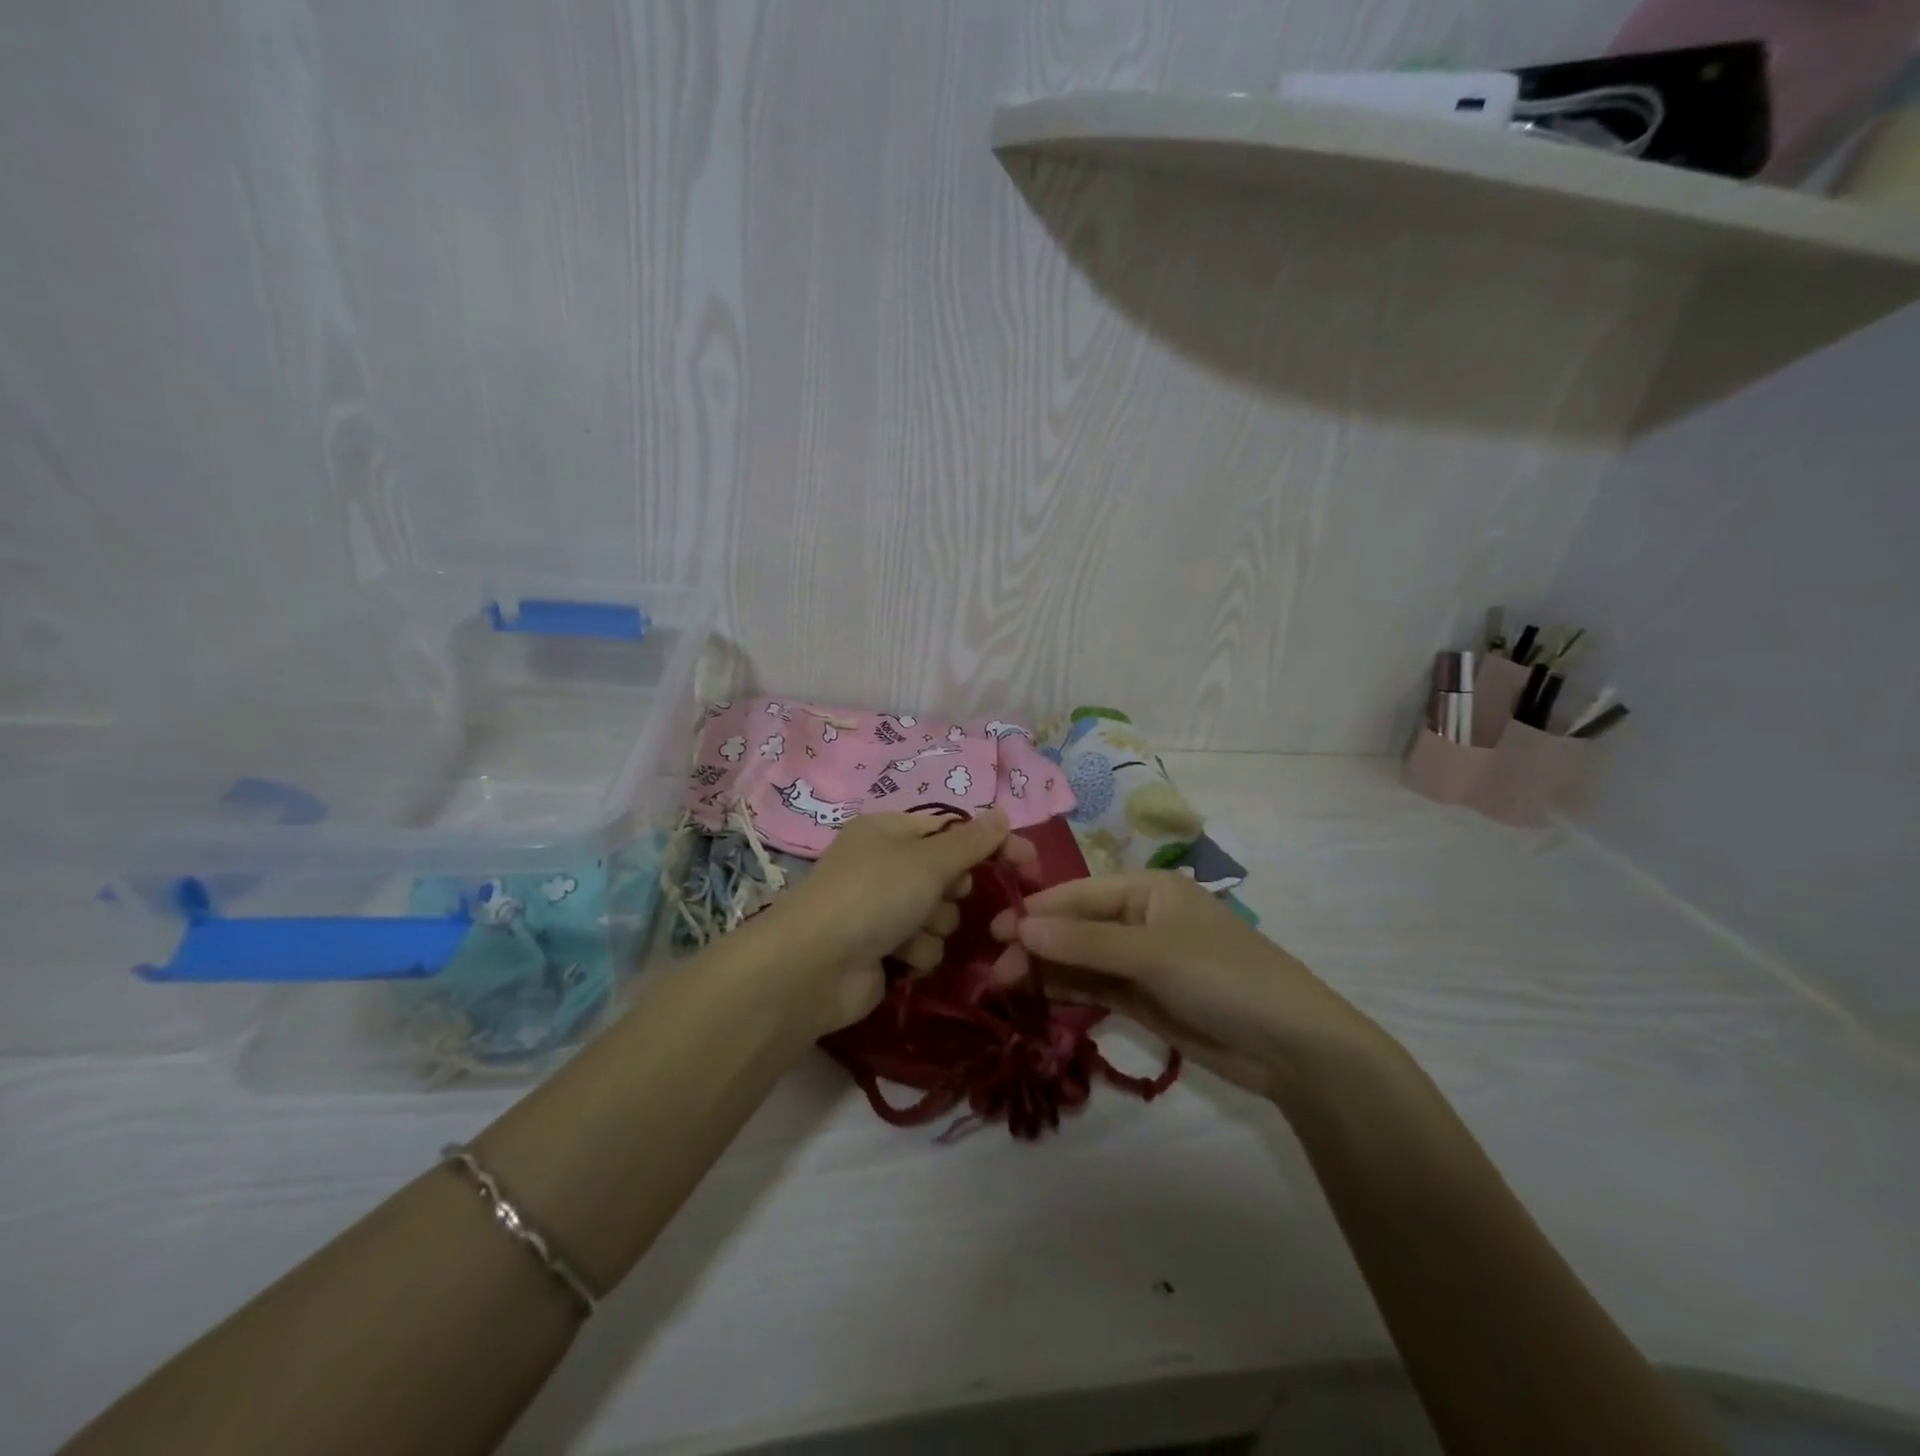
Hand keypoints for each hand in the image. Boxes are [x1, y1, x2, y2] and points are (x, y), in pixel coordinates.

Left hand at [760, 808, 1035, 1035]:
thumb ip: (971, 841)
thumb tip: (1002, 814)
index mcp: (889, 830)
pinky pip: (923, 945)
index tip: (1029, 864)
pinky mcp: (882, 948)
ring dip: (934, 925)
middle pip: (948, 873)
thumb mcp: (928, 860)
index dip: (991, 844)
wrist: (814, 966)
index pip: (954, 830)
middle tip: (944, 896)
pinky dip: (917, 951)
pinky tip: (899, 957)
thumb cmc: (873, 895)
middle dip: (953, 890)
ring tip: (912, 931)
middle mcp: (885, 865)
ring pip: (939, 913)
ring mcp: (882, 908)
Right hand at [990, 871, 1386, 1099]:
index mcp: (1147, 890)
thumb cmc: (1222, 976)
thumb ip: (1085, 942)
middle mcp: (1140, 920)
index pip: (1079, 894)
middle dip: (1037, 945)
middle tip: (997, 971)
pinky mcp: (1143, 999)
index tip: (994, 930)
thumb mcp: (1152, 953)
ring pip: (1082, 959)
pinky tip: (1038, 998)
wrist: (1290, 1046)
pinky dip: (1069, 991)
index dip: (1036, 910)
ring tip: (1005, 986)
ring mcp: (1141, 962)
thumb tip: (1021, 927)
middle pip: (1076, 927)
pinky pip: (1096, 988)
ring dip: (1047, 970)